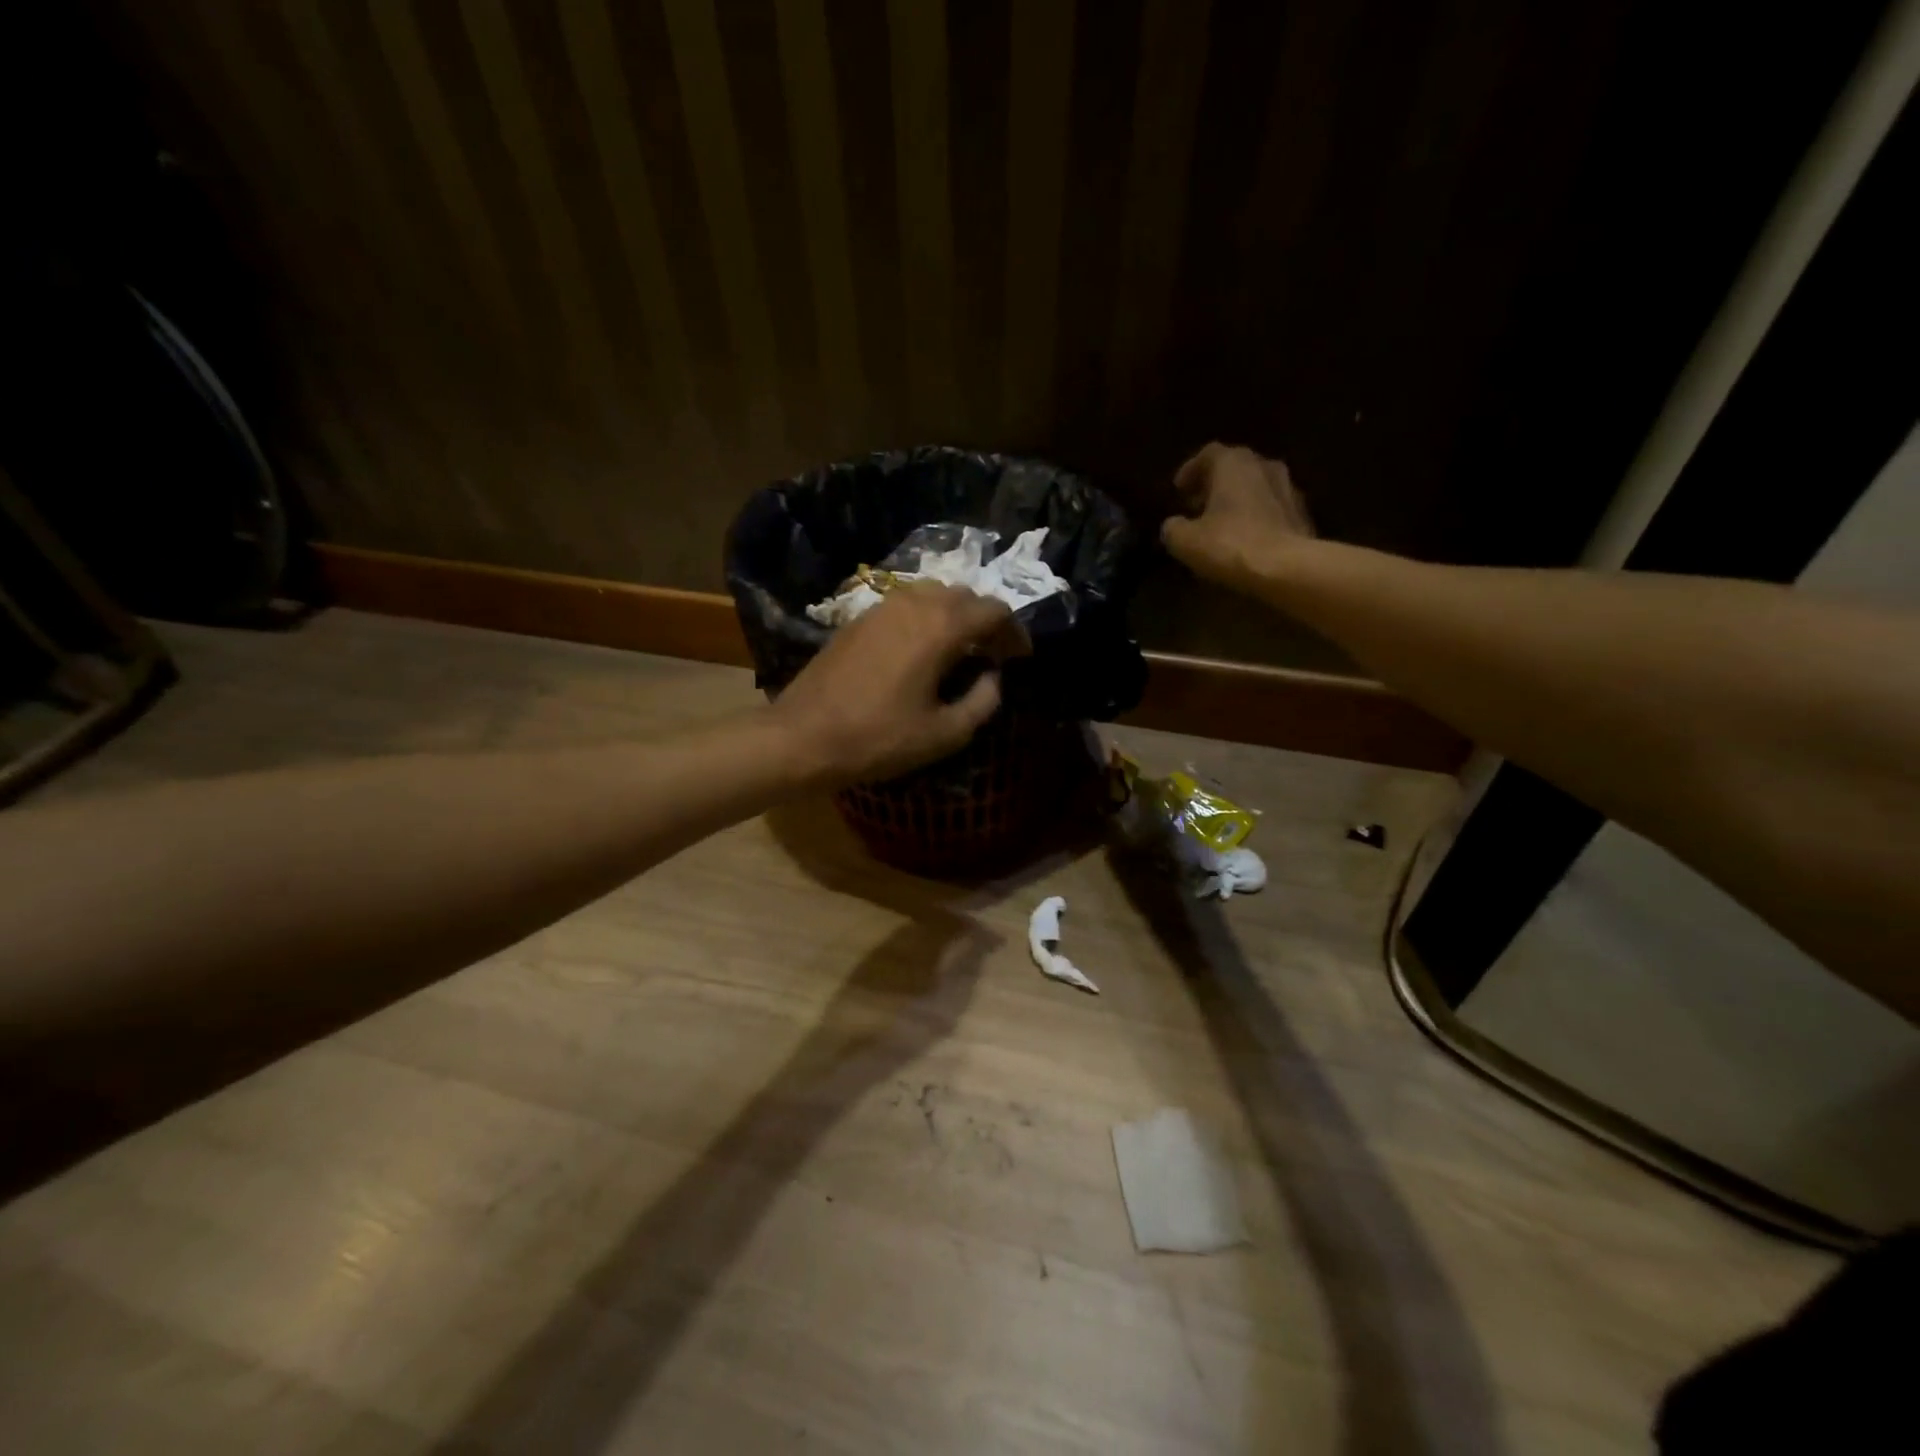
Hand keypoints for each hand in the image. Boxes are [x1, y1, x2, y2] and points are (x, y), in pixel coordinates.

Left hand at [771, 583, 1030, 787]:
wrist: (803, 736)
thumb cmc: (878, 739)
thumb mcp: (944, 734)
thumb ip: (983, 702)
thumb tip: (993, 678)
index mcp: (941, 627)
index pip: (995, 610)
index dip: (1015, 632)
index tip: (1020, 658)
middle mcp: (915, 603)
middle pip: (965, 596)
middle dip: (986, 621)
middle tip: (993, 654)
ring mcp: (882, 606)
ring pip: (934, 595)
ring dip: (955, 616)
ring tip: (960, 650)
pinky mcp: (859, 618)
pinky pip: (907, 604)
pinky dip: (927, 618)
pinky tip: (922, 649)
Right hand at [1160, 442, 1314, 593]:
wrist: (1288, 568)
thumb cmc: (1231, 545)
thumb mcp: (1186, 541)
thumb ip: (1173, 528)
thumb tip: (1173, 525)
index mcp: (1233, 464)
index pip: (1208, 454)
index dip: (1190, 471)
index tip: (1179, 490)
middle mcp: (1264, 466)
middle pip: (1235, 468)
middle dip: (1214, 485)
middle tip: (1197, 505)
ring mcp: (1288, 489)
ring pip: (1256, 487)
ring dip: (1237, 500)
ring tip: (1221, 524)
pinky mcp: (1302, 514)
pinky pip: (1271, 509)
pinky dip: (1255, 517)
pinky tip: (1245, 539)